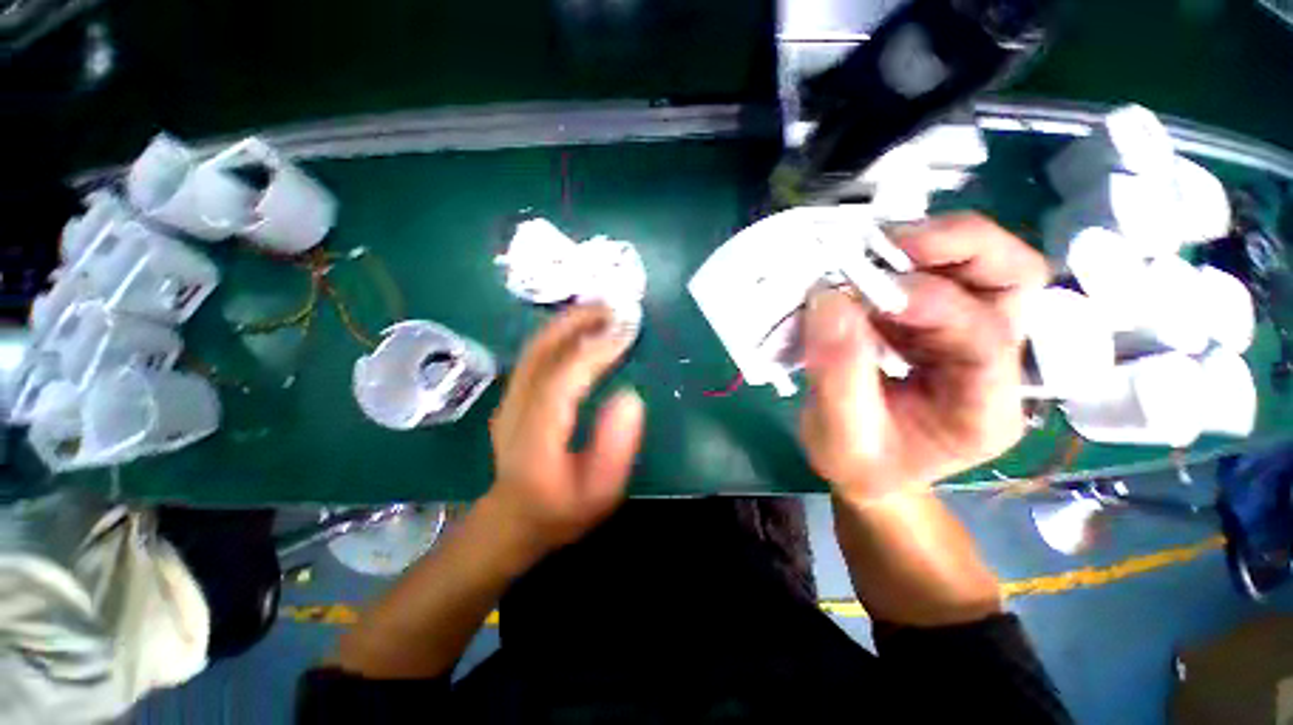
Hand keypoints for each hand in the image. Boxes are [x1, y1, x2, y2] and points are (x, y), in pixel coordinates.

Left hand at [486, 304, 644, 552]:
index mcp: (537, 437)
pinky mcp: (512, 396)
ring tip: (600, 310)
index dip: (594, 352)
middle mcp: (515, 410)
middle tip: (612, 306)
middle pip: (541, 352)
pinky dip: (558, 334)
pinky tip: (579, 329)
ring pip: (535, 348)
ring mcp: (509, 400)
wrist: (513, 519)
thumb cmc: (562, 510)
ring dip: (566, 322)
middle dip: (576, 322)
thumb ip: (616, 448)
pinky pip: (534, 355)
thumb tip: (631, 398)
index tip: (624, 333)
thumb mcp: (600, 493)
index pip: (562, 380)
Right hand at [801, 214, 1049, 503]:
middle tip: (891, 243)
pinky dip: (902, 261)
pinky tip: (865, 269)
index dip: (930, 303)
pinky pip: (937, 275)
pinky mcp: (939, 324)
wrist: (865, 471)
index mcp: (985, 410)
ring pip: (984, 266)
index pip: (983, 338)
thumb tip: (829, 299)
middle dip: (958, 247)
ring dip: (932, 246)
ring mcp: (970, 337)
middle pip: (1014, 281)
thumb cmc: (858, 465)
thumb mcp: (840, 436)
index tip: (861, 290)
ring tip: (874, 248)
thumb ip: (837, 373)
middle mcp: (996, 365)